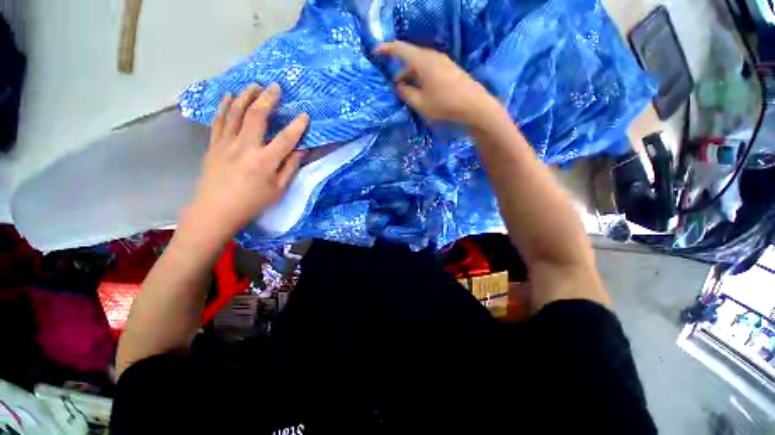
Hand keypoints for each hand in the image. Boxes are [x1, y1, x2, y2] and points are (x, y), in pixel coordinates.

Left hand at [184, 83, 307, 241]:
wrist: (216, 210)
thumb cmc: (252, 202)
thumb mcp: (278, 189)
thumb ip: (290, 167)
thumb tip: (301, 150)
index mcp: (264, 161)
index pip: (285, 138)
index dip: (297, 126)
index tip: (305, 115)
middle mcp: (245, 147)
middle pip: (256, 116)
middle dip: (268, 99)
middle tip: (276, 86)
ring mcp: (226, 143)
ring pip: (235, 112)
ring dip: (245, 96)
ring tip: (254, 85)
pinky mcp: (214, 144)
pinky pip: (219, 120)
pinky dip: (224, 106)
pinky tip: (229, 96)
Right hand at [375, 41, 498, 124]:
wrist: (474, 105)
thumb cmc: (444, 104)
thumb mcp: (420, 103)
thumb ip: (406, 94)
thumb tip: (398, 87)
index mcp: (423, 61)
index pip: (400, 49)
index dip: (386, 49)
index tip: (375, 52)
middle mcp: (433, 56)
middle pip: (411, 57)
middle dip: (400, 69)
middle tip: (394, 85)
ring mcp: (443, 62)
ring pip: (421, 64)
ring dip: (411, 75)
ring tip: (407, 91)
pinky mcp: (450, 69)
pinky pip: (430, 69)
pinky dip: (421, 77)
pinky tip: (421, 90)